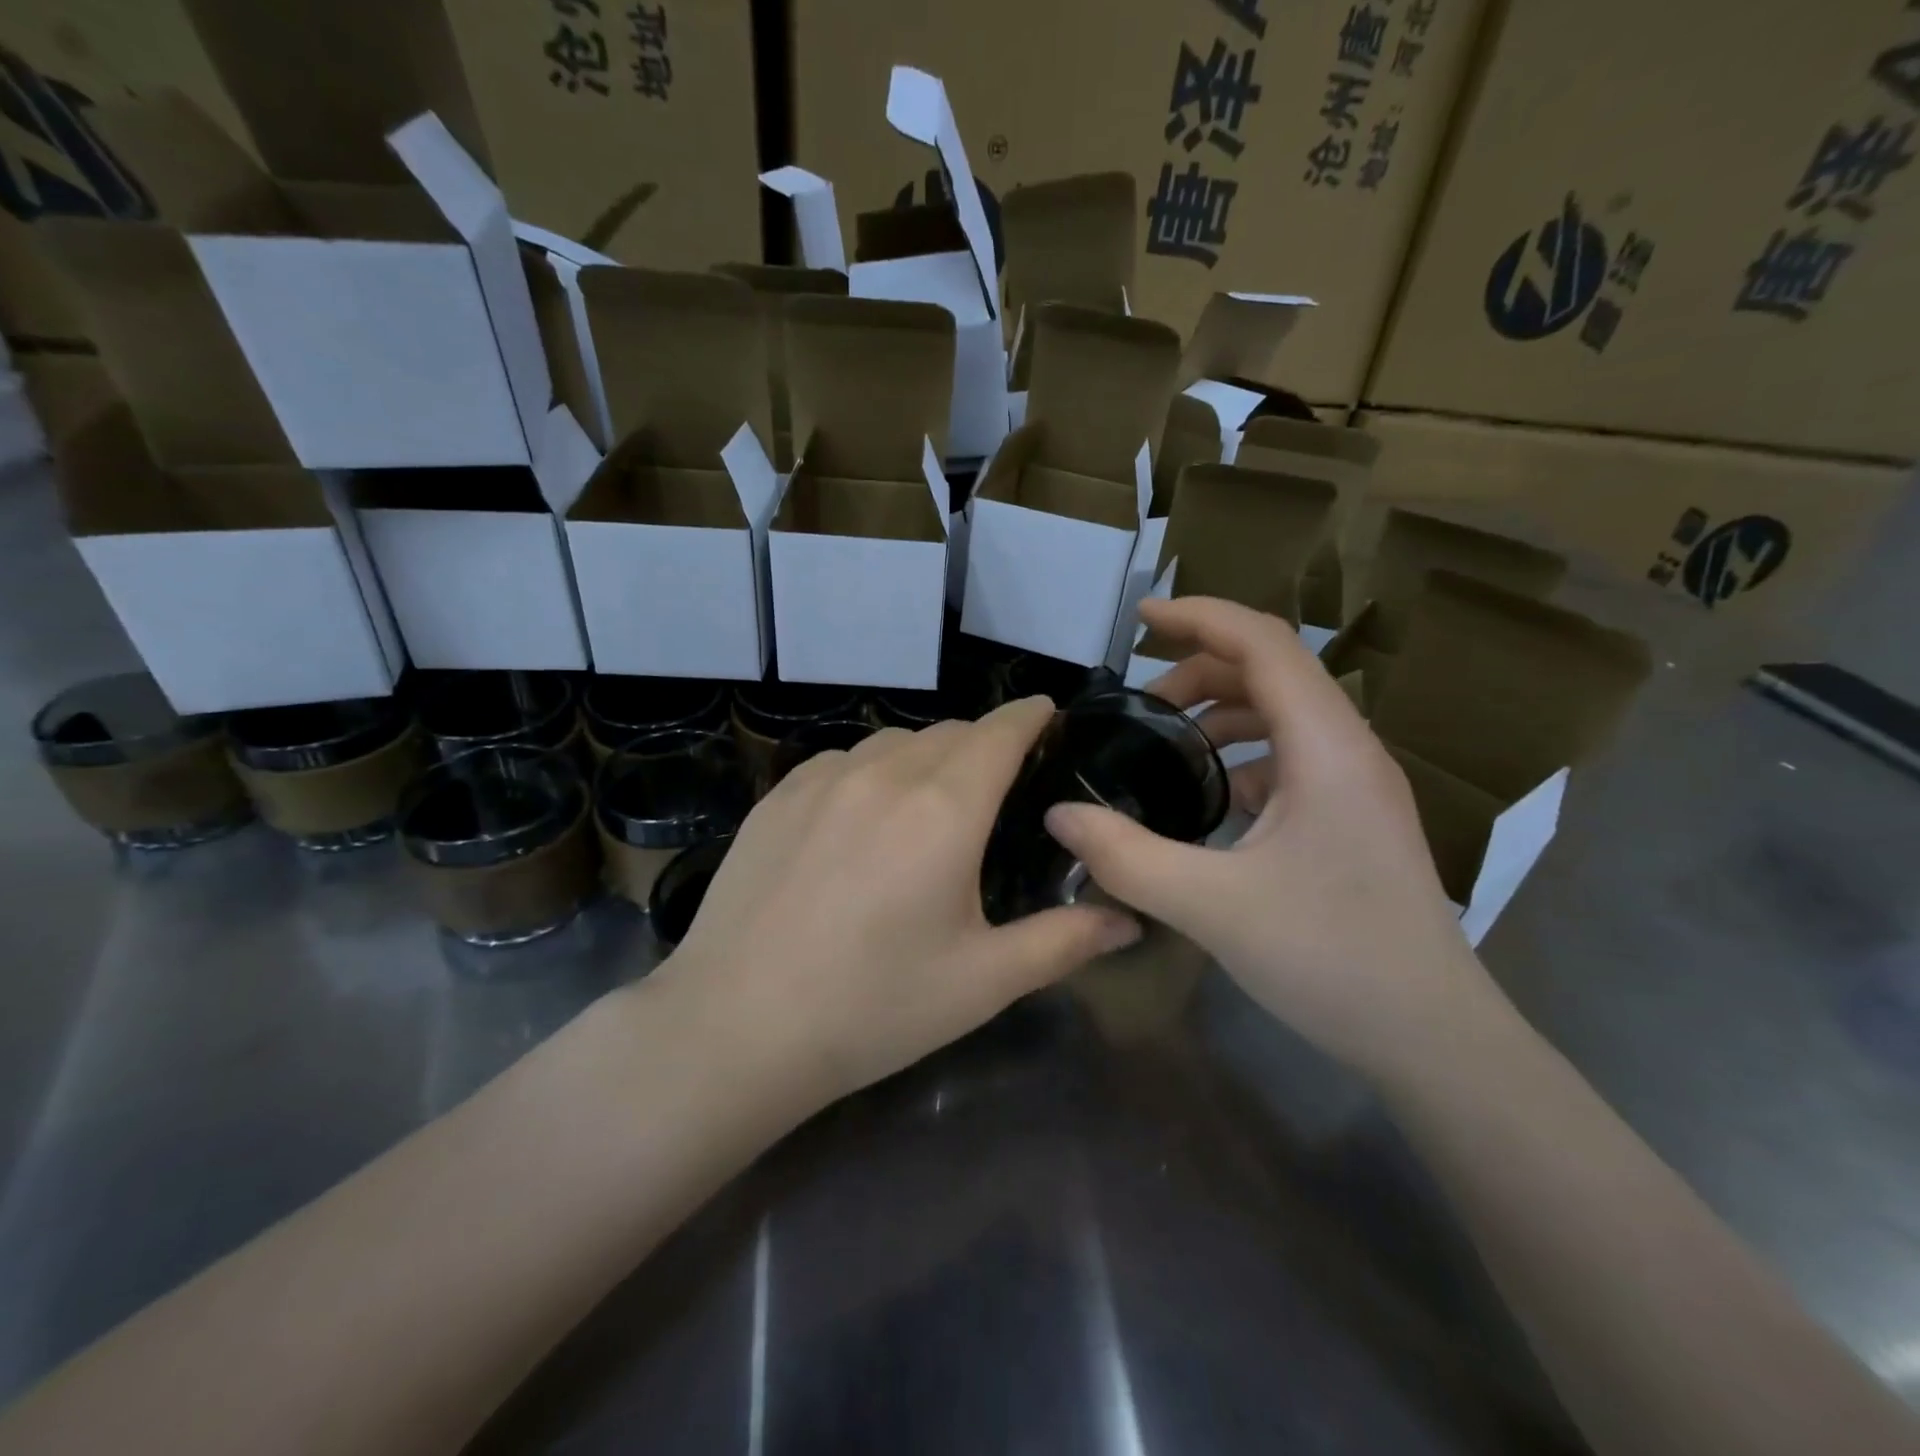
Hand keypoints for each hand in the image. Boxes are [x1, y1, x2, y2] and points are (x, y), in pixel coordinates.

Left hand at [651, 698, 1142, 1108]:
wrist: (736, 1027)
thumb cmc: (874, 1006)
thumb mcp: (983, 981)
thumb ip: (1064, 941)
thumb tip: (1130, 920)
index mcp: (944, 809)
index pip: (1000, 731)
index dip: (1030, 716)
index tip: (1048, 716)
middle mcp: (884, 774)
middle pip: (950, 733)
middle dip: (984, 744)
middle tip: (997, 786)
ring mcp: (822, 779)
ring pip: (894, 741)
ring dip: (926, 756)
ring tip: (930, 803)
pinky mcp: (777, 796)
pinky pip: (842, 760)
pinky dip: (871, 771)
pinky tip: (863, 817)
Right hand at [1043, 596, 1507, 1085]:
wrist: (1433, 1039)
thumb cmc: (1332, 959)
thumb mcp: (1211, 907)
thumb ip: (1126, 857)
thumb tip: (1059, 814)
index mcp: (1327, 748)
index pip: (1263, 643)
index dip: (1199, 616)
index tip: (1139, 618)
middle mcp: (1349, 750)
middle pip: (1273, 672)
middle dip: (1200, 668)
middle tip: (1140, 700)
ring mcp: (1357, 786)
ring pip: (1284, 715)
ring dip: (1223, 711)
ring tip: (1168, 741)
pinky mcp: (1353, 818)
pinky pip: (1292, 758)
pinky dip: (1244, 756)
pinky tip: (1211, 797)